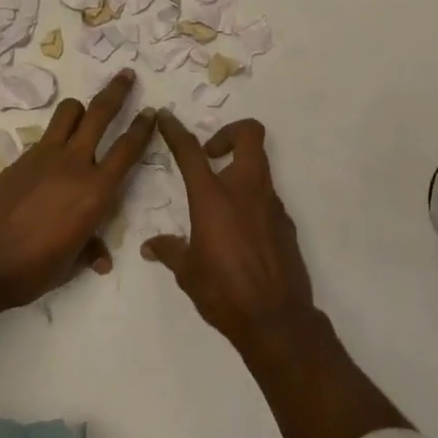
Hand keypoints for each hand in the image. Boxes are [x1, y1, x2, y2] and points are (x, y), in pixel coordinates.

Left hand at [0, 69, 155, 308]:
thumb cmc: (31, 270)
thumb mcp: (69, 265)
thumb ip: (89, 251)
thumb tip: (102, 259)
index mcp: (96, 191)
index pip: (127, 149)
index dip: (143, 128)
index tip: (152, 111)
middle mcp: (74, 164)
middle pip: (100, 113)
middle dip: (117, 91)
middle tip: (126, 74)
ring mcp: (44, 156)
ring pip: (68, 113)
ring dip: (81, 107)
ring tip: (85, 110)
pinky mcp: (20, 158)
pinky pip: (45, 136)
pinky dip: (55, 136)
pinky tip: (52, 154)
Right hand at [142, 113, 318, 353]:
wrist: (276, 320)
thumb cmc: (224, 292)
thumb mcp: (188, 272)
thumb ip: (170, 251)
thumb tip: (151, 246)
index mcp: (213, 198)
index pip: (191, 152)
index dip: (176, 130)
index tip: (166, 117)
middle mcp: (246, 190)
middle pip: (249, 135)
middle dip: (230, 133)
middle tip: (211, 155)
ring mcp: (271, 204)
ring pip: (260, 165)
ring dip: (240, 169)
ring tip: (221, 200)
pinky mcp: (286, 222)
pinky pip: (267, 197)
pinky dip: (252, 201)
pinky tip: (240, 231)